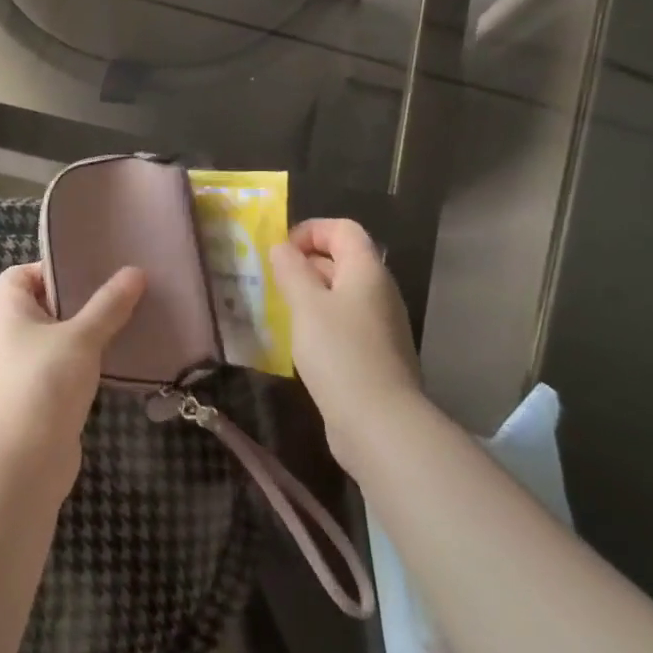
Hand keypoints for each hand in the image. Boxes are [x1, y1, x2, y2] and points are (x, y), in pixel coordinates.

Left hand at [0, 262, 145, 480]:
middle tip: (114, 292)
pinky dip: (82, 360)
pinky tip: (113, 359)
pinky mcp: (36, 396)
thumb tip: (135, 272)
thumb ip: (108, 305)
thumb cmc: (45, 383)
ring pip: (54, 337)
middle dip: (76, 298)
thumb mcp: (82, 337)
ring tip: (121, 321)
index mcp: (7, 312)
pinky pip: (60, 366)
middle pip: (40, 304)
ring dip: (83, 331)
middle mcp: (8, 336)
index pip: (18, 274)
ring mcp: (20, 369)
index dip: (48, 268)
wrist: (24, 461)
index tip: (86, 272)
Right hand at [270, 219, 422, 461]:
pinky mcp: (374, 354)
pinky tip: (299, 341)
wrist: (379, 423)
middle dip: (305, 262)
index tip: (281, 251)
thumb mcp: (306, 304)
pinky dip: (320, 321)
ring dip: (310, 293)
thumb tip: (281, 248)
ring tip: (279, 308)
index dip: (311, 230)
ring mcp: (380, 325)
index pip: (343, 229)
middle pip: (343, 259)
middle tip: (272, 279)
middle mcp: (379, 291)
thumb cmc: (339, 352)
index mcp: (367, 270)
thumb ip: (291, 270)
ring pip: (341, 293)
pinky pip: (344, 322)